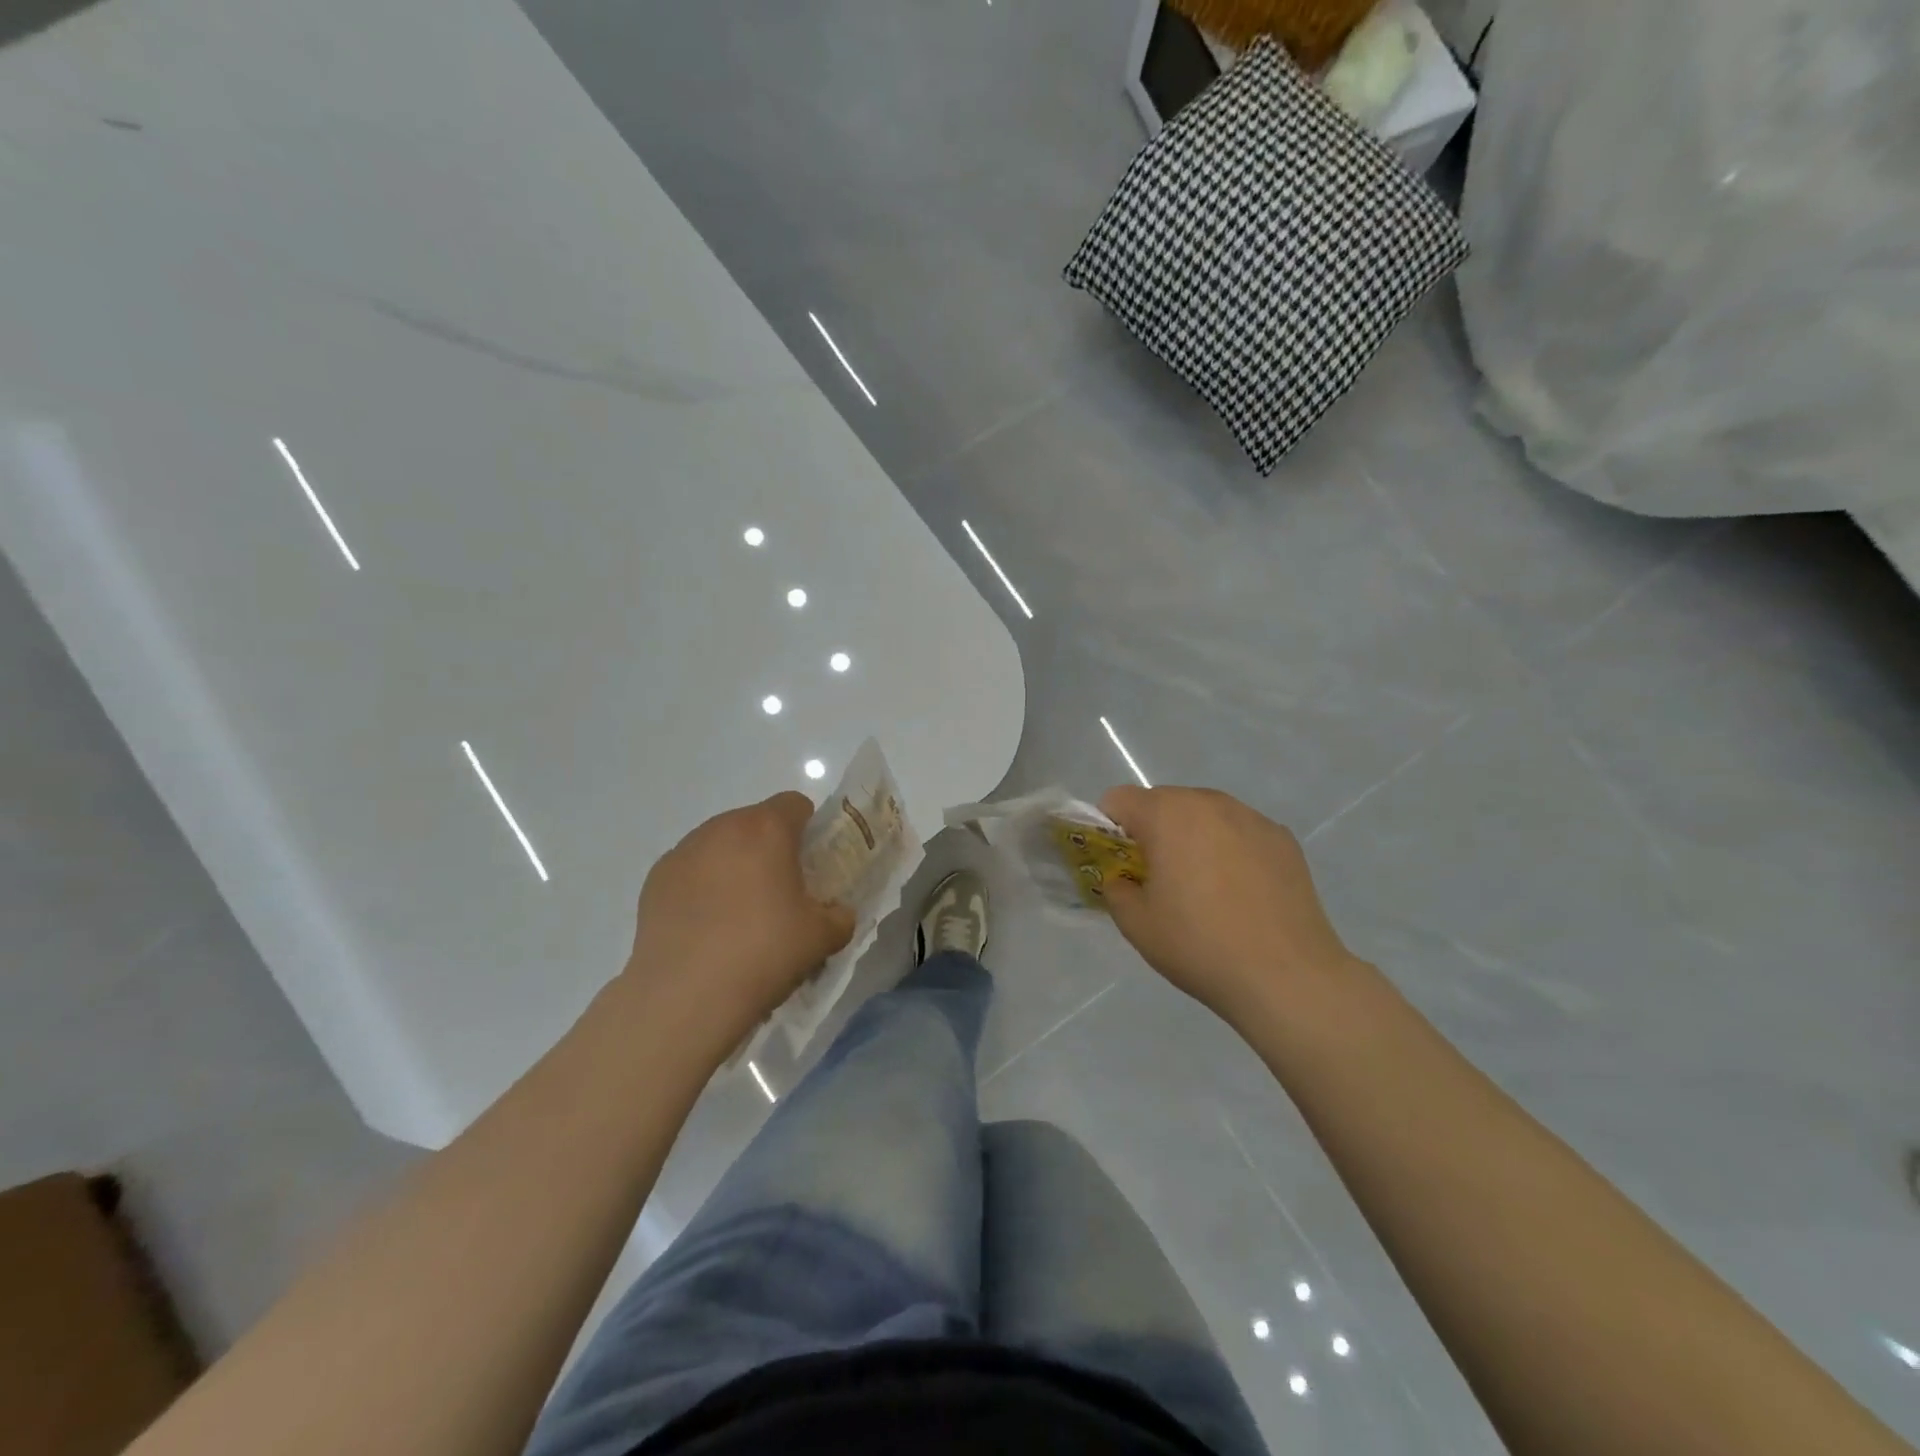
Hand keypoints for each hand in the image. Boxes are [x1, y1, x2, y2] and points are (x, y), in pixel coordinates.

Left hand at [623, 792, 853, 1058]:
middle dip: (769, 847)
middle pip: (754, 821)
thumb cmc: (764, 952)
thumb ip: (838, 916)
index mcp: (767, 829)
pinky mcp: (655, 880)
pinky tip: (706, 926)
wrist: (686, 995)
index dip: (809, 828)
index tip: (811, 862)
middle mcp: (722, 828)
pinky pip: (690, 870)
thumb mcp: (822, 937)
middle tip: (779, 891)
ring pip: (719, 844)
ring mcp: (683, 852)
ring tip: (738, 913)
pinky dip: (701, 886)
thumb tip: (836, 913)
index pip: (795, 804)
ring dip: (733, 864)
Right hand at [1098, 785, 1359, 1028]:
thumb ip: (1115, 889)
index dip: (1110, 829)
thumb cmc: (1199, 945)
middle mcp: (1208, 802)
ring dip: (1192, 838)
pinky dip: (1230, 850)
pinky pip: (1240, 832)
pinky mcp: (1283, 838)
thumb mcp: (1136, 924)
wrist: (1287, 976)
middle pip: (1163, 802)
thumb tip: (1124, 879)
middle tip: (1161, 881)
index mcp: (1166, 814)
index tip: (1121, 865)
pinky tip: (1242, 894)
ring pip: (1204, 815)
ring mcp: (1251, 817)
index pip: (1118, 799)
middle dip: (1153, 832)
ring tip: (1205, 889)